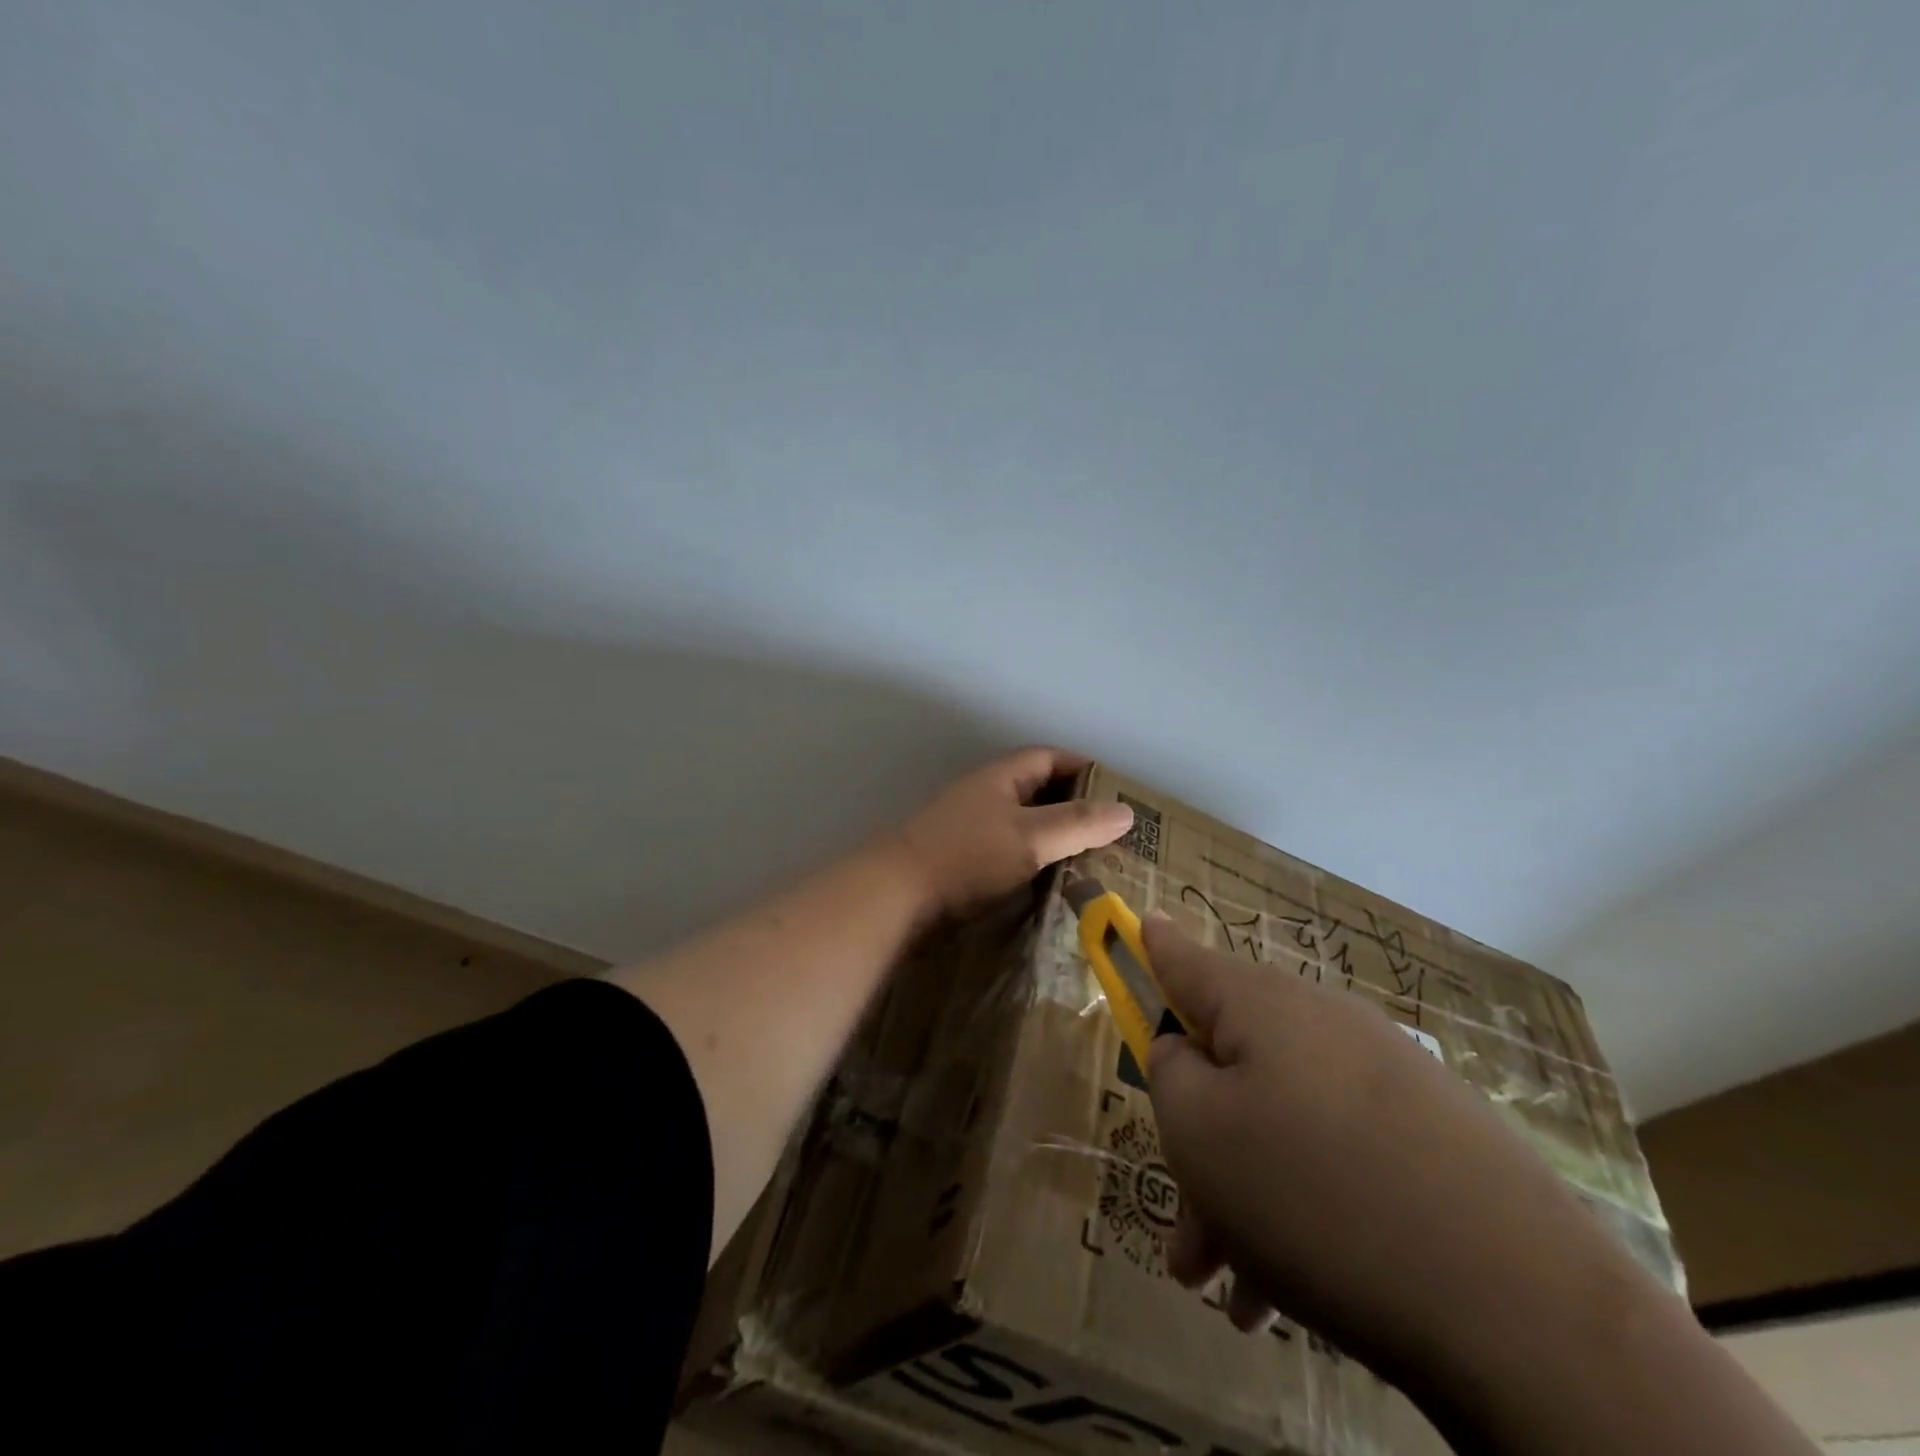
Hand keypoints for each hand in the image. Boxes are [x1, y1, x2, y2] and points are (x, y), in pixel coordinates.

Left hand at [894, 748, 1133, 916]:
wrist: (896, 894)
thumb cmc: (967, 856)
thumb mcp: (1030, 837)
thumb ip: (1077, 824)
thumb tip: (1126, 811)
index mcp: (1001, 777)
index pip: (1050, 758)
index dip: (1085, 769)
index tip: (1118, 793)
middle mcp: (985, 795)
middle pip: (1039, 792)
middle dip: (1076, 808)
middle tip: (1114, 835)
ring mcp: (970, 828)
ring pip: (1024, 826)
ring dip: (1055, 839)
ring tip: (1093, 863)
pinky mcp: (962, 861)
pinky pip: (1008, 853)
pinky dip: (1033, 863)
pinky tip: (1051, 885)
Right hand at [1141, 915, 1646, 1392]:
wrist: (1523, 1306)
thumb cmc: (1314, 1194)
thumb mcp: (1199, 1132)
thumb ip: (1170, 1070)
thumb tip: (1182, 1046)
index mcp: (1261, 1005)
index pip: (1185, 957)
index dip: (1151, 944)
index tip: (1136, 921)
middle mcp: (1323, 1024)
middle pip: (1233, 1061)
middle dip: (1199, 1135)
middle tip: (1185, 1228)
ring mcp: (1386, 1077)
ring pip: (1282, 1121)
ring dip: (1245, 1193)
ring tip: (1232, 1287)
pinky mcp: (1434, 1136)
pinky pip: (1339, 1156)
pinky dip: (1304, 1209)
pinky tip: (1294, 1295)